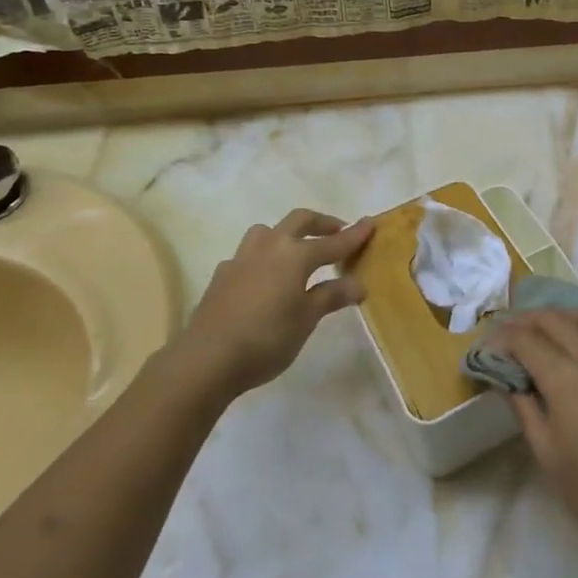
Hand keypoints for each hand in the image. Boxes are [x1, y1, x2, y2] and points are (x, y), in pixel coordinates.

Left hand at [174, 209, 373, 399]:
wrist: (207, 357)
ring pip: (268, 232)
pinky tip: (263, 280)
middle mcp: (269, 247)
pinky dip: (263, 259)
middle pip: (299, 221)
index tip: (371, 222)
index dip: (354, 235)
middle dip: (321, 223)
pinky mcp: (222, 274)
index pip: (333, 242)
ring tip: (296, 252)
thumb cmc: (267, 338)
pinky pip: (248, 255)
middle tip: (337, 232)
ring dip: (286, 235)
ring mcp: (242, 258)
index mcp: (295, 255)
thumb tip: (359, 283)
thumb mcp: (307, 319)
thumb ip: (332, 296)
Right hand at [486, 304, 577, 577]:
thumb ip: (526, 409)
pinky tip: (572, 346)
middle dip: (525, 319)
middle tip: (505, 333)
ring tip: (540, 330)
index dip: (501, 338)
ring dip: (559, 314)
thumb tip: (508, 380)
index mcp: (568, 380)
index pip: (526, 340)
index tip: (485, 346)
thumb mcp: (549, 456)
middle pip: (554, 319)